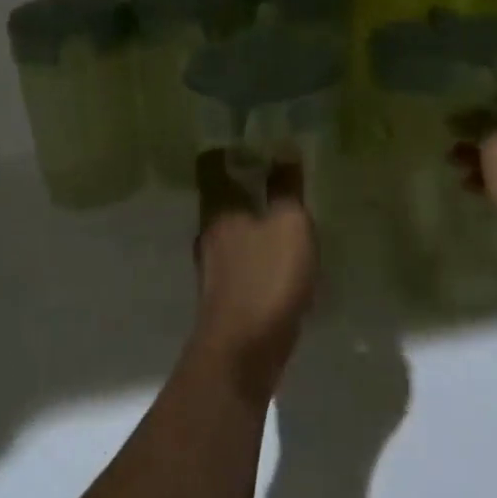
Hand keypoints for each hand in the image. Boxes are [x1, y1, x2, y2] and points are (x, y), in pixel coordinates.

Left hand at [191, 151, 316, 400]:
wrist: (242, 355)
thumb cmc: (266, 279)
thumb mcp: (288, 225)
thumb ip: (286, 188)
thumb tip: (284, 147)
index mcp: (218, 208)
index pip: (210, 164)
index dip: (228, 149)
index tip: (253, 141)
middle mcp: (208, 232)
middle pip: (219, 196)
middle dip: (244, 184)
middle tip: (275, 175)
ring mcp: (212, 267)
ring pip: (229, 229)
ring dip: (251, 220)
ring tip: (282, 215)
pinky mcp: (224, 296)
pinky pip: (239, 260)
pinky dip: (256, 252)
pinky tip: (279, 260)